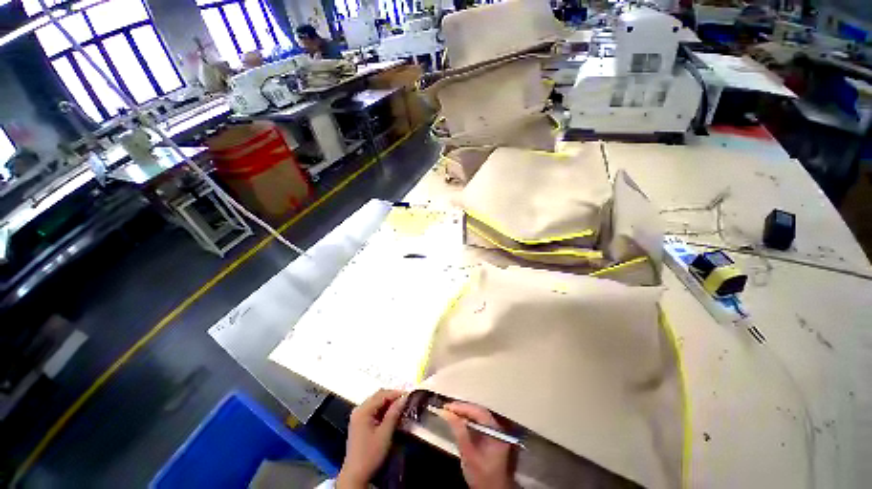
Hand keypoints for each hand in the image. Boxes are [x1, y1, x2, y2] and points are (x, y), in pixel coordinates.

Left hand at [337, 389, 407, 488]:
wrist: (355, 475)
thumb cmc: (371, 454)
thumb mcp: (385, 433)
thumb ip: (394, 413)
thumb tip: (404, 398)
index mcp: (363, 410)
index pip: (382, 395)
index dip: (396, 393)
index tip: (409, 395)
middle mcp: (359, 409)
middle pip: (378, 396)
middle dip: (392, 397)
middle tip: (406, 400)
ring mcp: (358, 416)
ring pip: (376, 403)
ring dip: (388, 403)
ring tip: (401, 407)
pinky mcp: (359, 423)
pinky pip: (373, 410)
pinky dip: (383, 410)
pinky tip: (391, 415)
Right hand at [438, 402, 515, 488]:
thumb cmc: (481, 476)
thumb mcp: (469, 455)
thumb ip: (459, 433)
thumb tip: (448, 413)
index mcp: (496, 432)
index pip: (479, 413)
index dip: (463, 407)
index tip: (449, 407)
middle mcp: (498, 429)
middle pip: (480, 412)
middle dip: (463, 408)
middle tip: (448, 408)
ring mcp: (495, 432)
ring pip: (479, 416)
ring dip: (465, 412)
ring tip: (451, 411)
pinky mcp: (490, 436)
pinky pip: (479, 422)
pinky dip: (468, 419)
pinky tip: (459, 420)